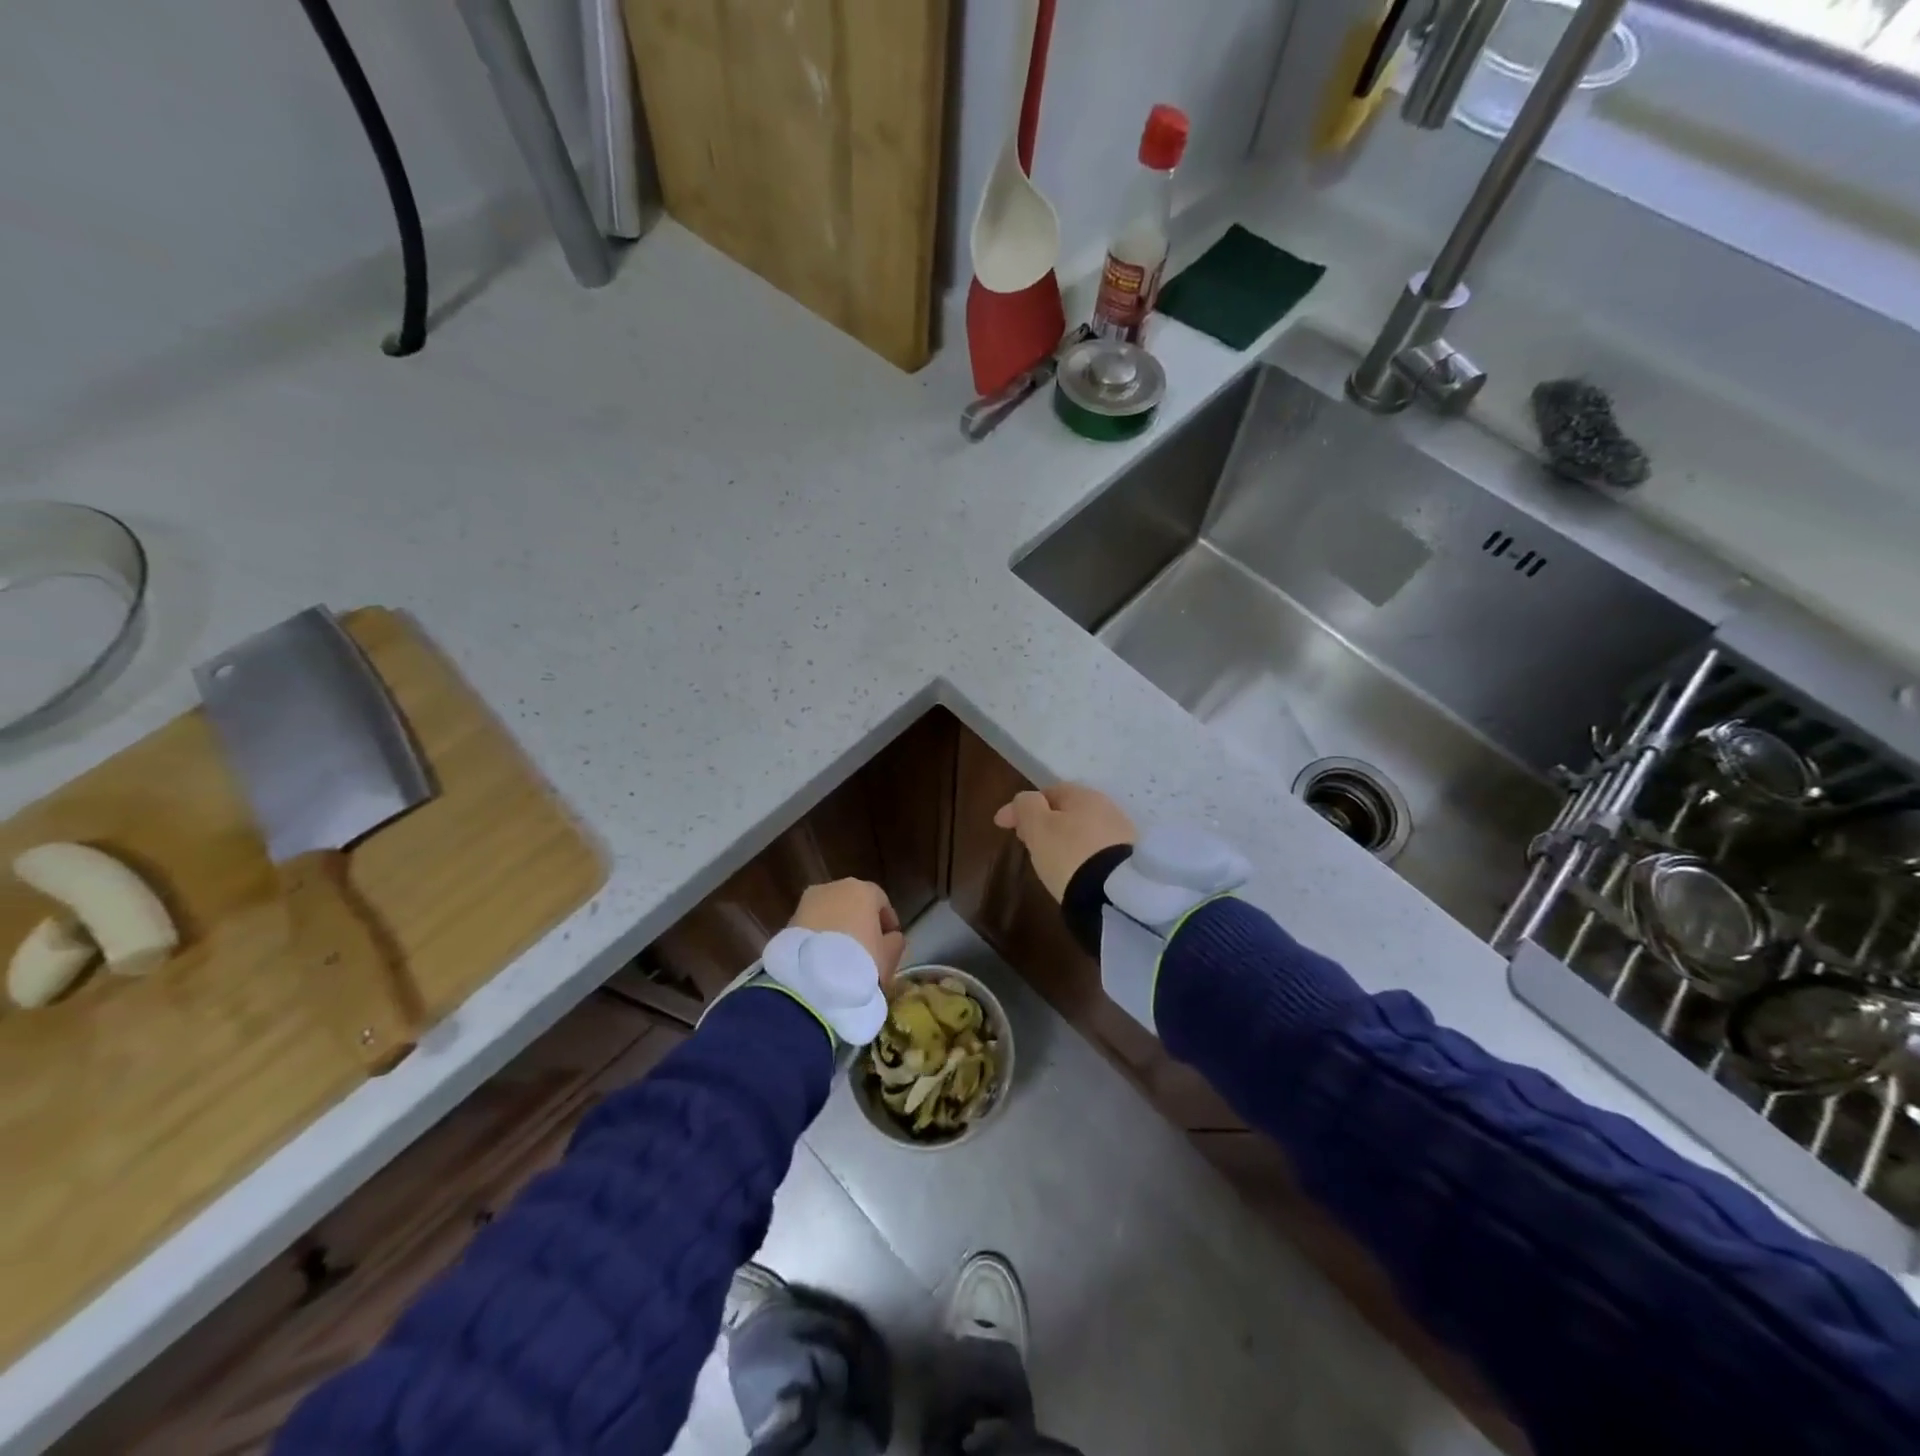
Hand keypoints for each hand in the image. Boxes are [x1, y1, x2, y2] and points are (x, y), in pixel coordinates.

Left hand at [789, 879, 905, 984]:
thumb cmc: (860, 960)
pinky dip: (819, 936)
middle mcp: (833, 887)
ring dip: (837, 927)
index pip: (881, 900)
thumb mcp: (888, 956)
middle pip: (853, 902)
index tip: (891, 939)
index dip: (887, 920)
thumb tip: (891, 938)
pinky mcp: (789, 921)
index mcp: (862, 890)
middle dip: (860, 921)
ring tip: (842, 955)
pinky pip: (812, 926)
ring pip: (830, 912)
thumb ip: (895, 942)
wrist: (810, 979)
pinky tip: (823, 958)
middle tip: (866, 947)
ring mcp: (807, 902)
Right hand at [993, 783, 1137, 902]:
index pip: (1047, 792)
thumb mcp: (1038, 827)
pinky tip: (1072, 868)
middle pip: (1067, 810)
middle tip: (1024, 840)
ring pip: (1082, 829)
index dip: (1021, 807)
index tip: (1001, 825)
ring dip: (1063, 838)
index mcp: (1084, 795)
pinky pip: (1096, 849)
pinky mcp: (1129, 859)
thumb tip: (1024, 799)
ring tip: (1047, 857)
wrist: (1114, 894)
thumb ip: (1026, 806)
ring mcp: (1122, 833)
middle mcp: (1107, 807)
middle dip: (1043, 821)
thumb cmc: (1069, 854)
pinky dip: (1080, 853)